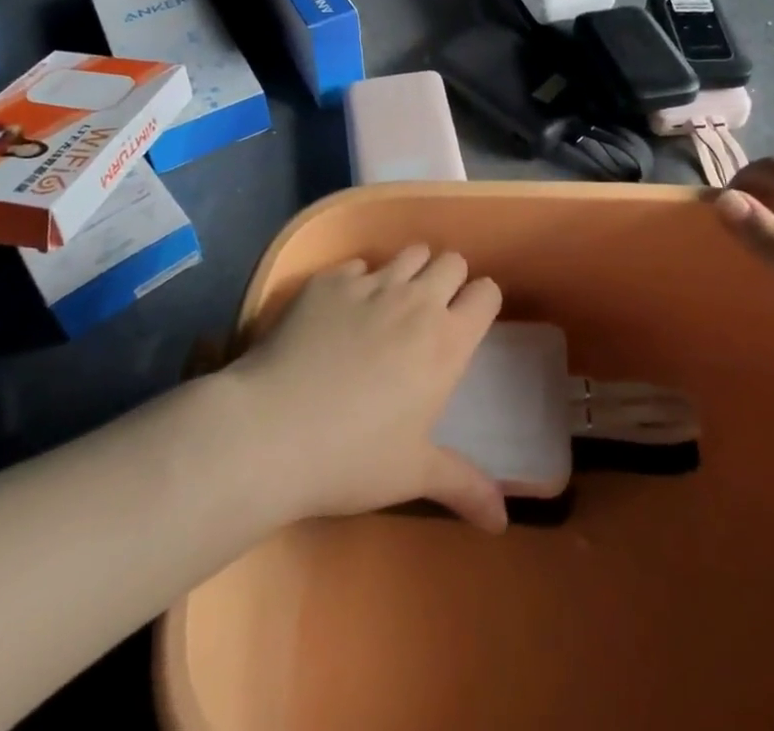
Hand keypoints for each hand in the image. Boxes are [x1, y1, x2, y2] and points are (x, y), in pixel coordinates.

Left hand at [222, 246, 506, 533]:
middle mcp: (416, 300)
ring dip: (410, 271)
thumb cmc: (352, 458)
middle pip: (451, 261)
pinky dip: (360, 281)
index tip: (468, 322)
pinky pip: (358, 265)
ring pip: (410, 253)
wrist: (270, 432)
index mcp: (446, 341)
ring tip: (392, 303)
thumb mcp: (413, 475)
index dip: (481, 302)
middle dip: (448, 279)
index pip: (486, 293)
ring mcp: (370, 283)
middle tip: (430, 312)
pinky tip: (341, 313)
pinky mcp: (329, 280)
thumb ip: (465, 486)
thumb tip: (504, 520)